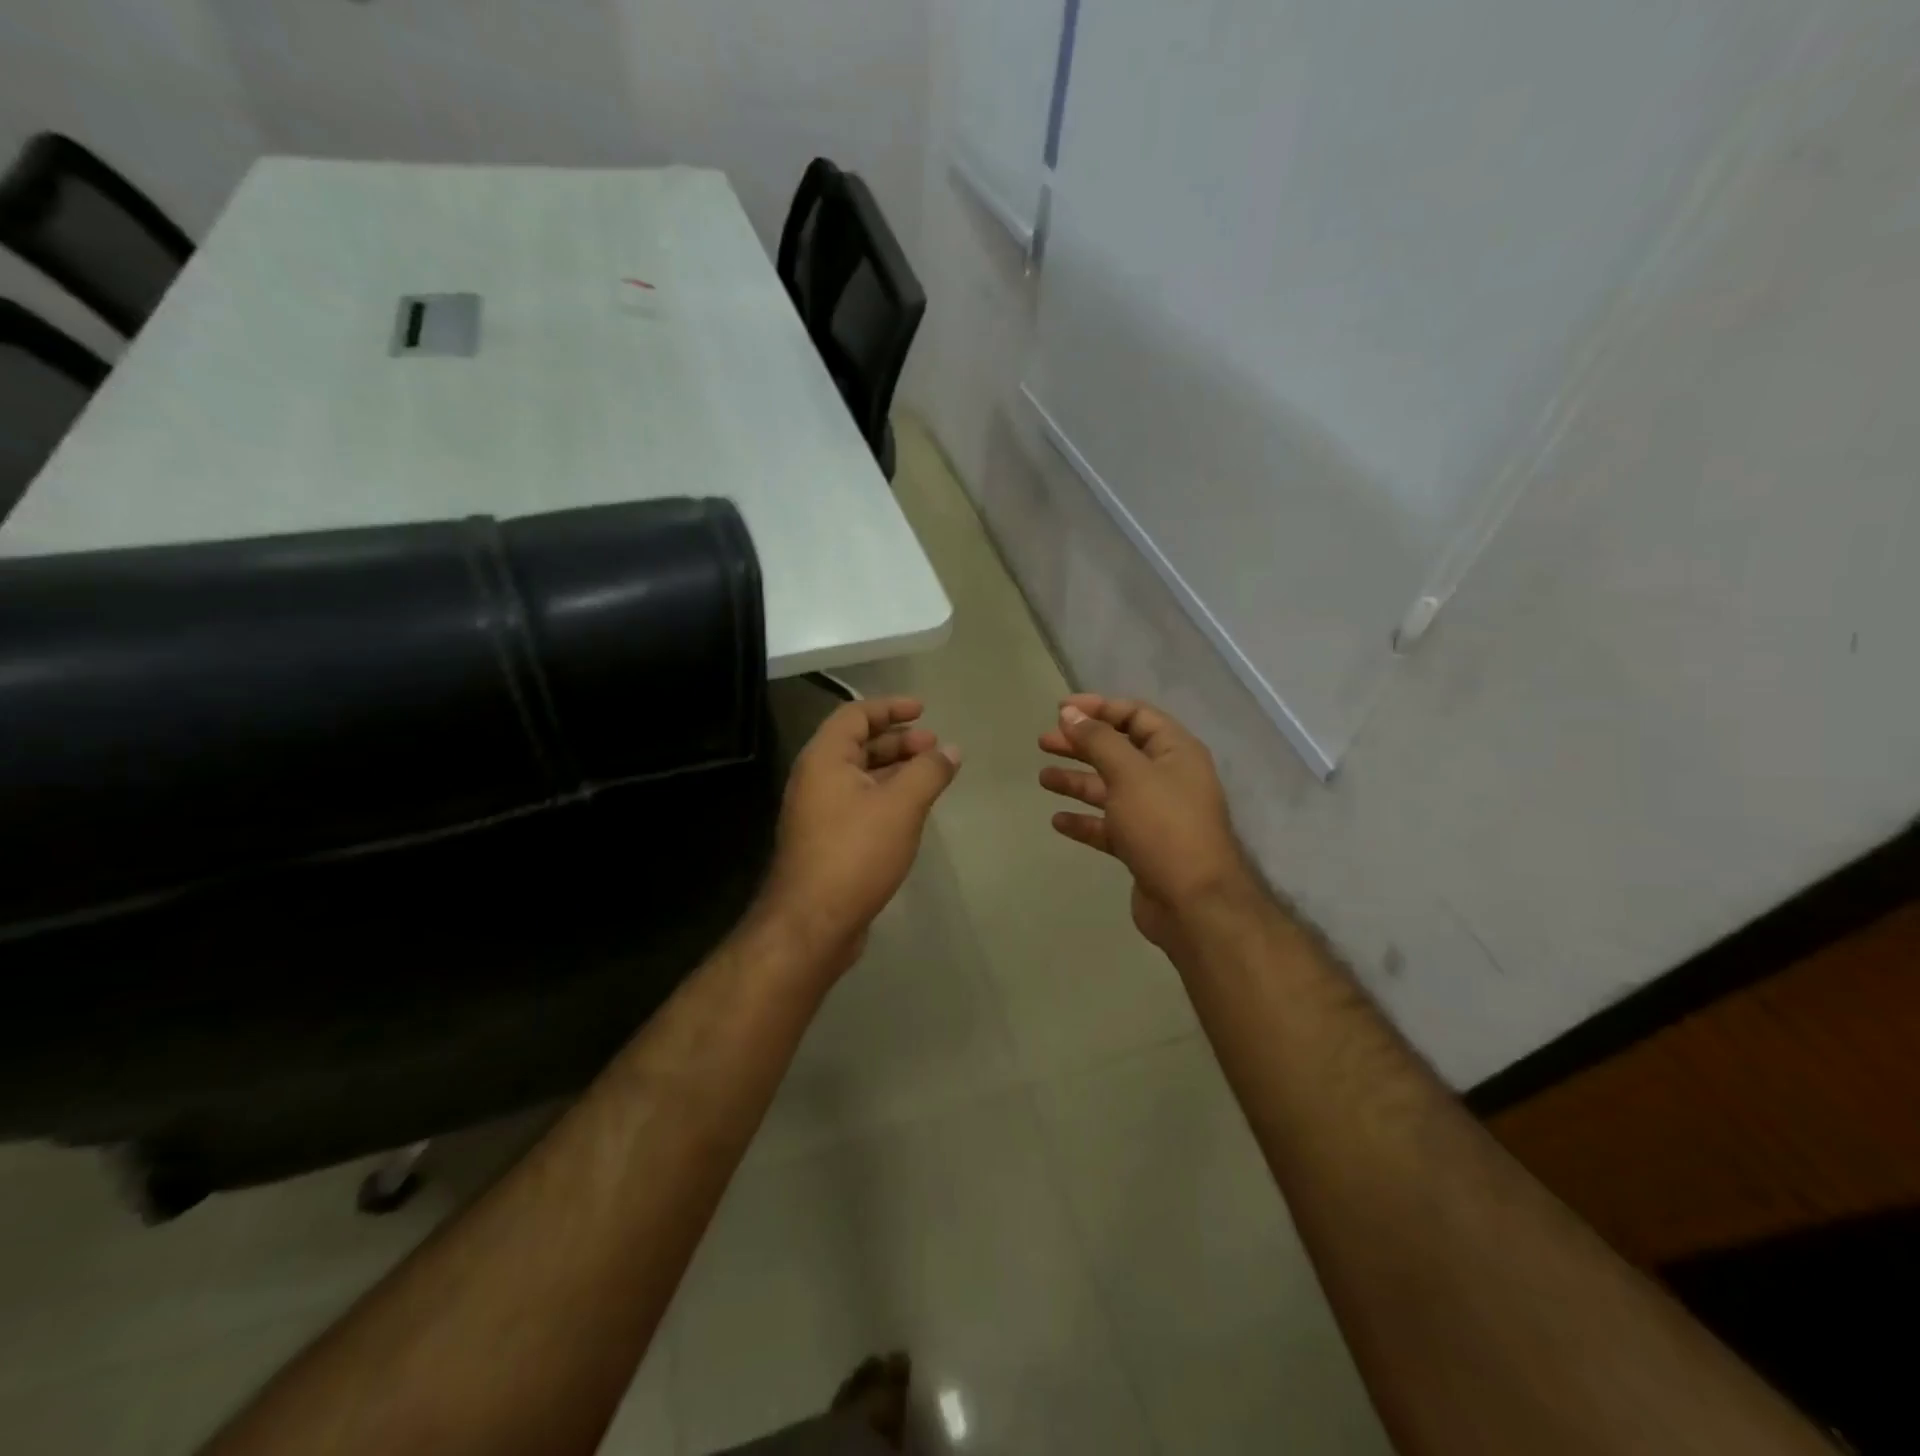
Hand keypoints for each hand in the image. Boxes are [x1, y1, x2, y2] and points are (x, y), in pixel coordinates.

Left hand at [759, 696, 960, 974]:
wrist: (812, 923)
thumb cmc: (855, 852)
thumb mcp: (901, 806)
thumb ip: (929, 772)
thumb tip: (951, 750)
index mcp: (824, 759)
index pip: (855, 715)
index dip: (890, 707)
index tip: (923, 710)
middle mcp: (815, 779)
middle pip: (857, 745)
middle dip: (898, 740)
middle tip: (934, 746)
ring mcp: (818, 812)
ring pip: (860, 777)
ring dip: (895, 770)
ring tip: (931, 775)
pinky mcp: (827, 841)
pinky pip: (859, 803)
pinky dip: (886, 796)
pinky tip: (912, 810)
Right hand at [1039, 694, 1255, 948]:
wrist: (1194, 903)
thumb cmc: (1164, 826)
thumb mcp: (1129, 774)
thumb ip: (1098, 740)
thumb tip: (1071, 713)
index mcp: (1175, 752)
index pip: (1135, 716)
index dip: (1099, 708)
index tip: (1061, 710)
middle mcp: (1167, 778)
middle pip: (1119, 751)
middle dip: (1081, 744)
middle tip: (1044, 742)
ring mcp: (1156, 815)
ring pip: (1110, 789)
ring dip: (1078, 781)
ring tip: (1043, 779)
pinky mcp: (1143, 846)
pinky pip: (1109, 825)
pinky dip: (1085, 821)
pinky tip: (1058, 821)